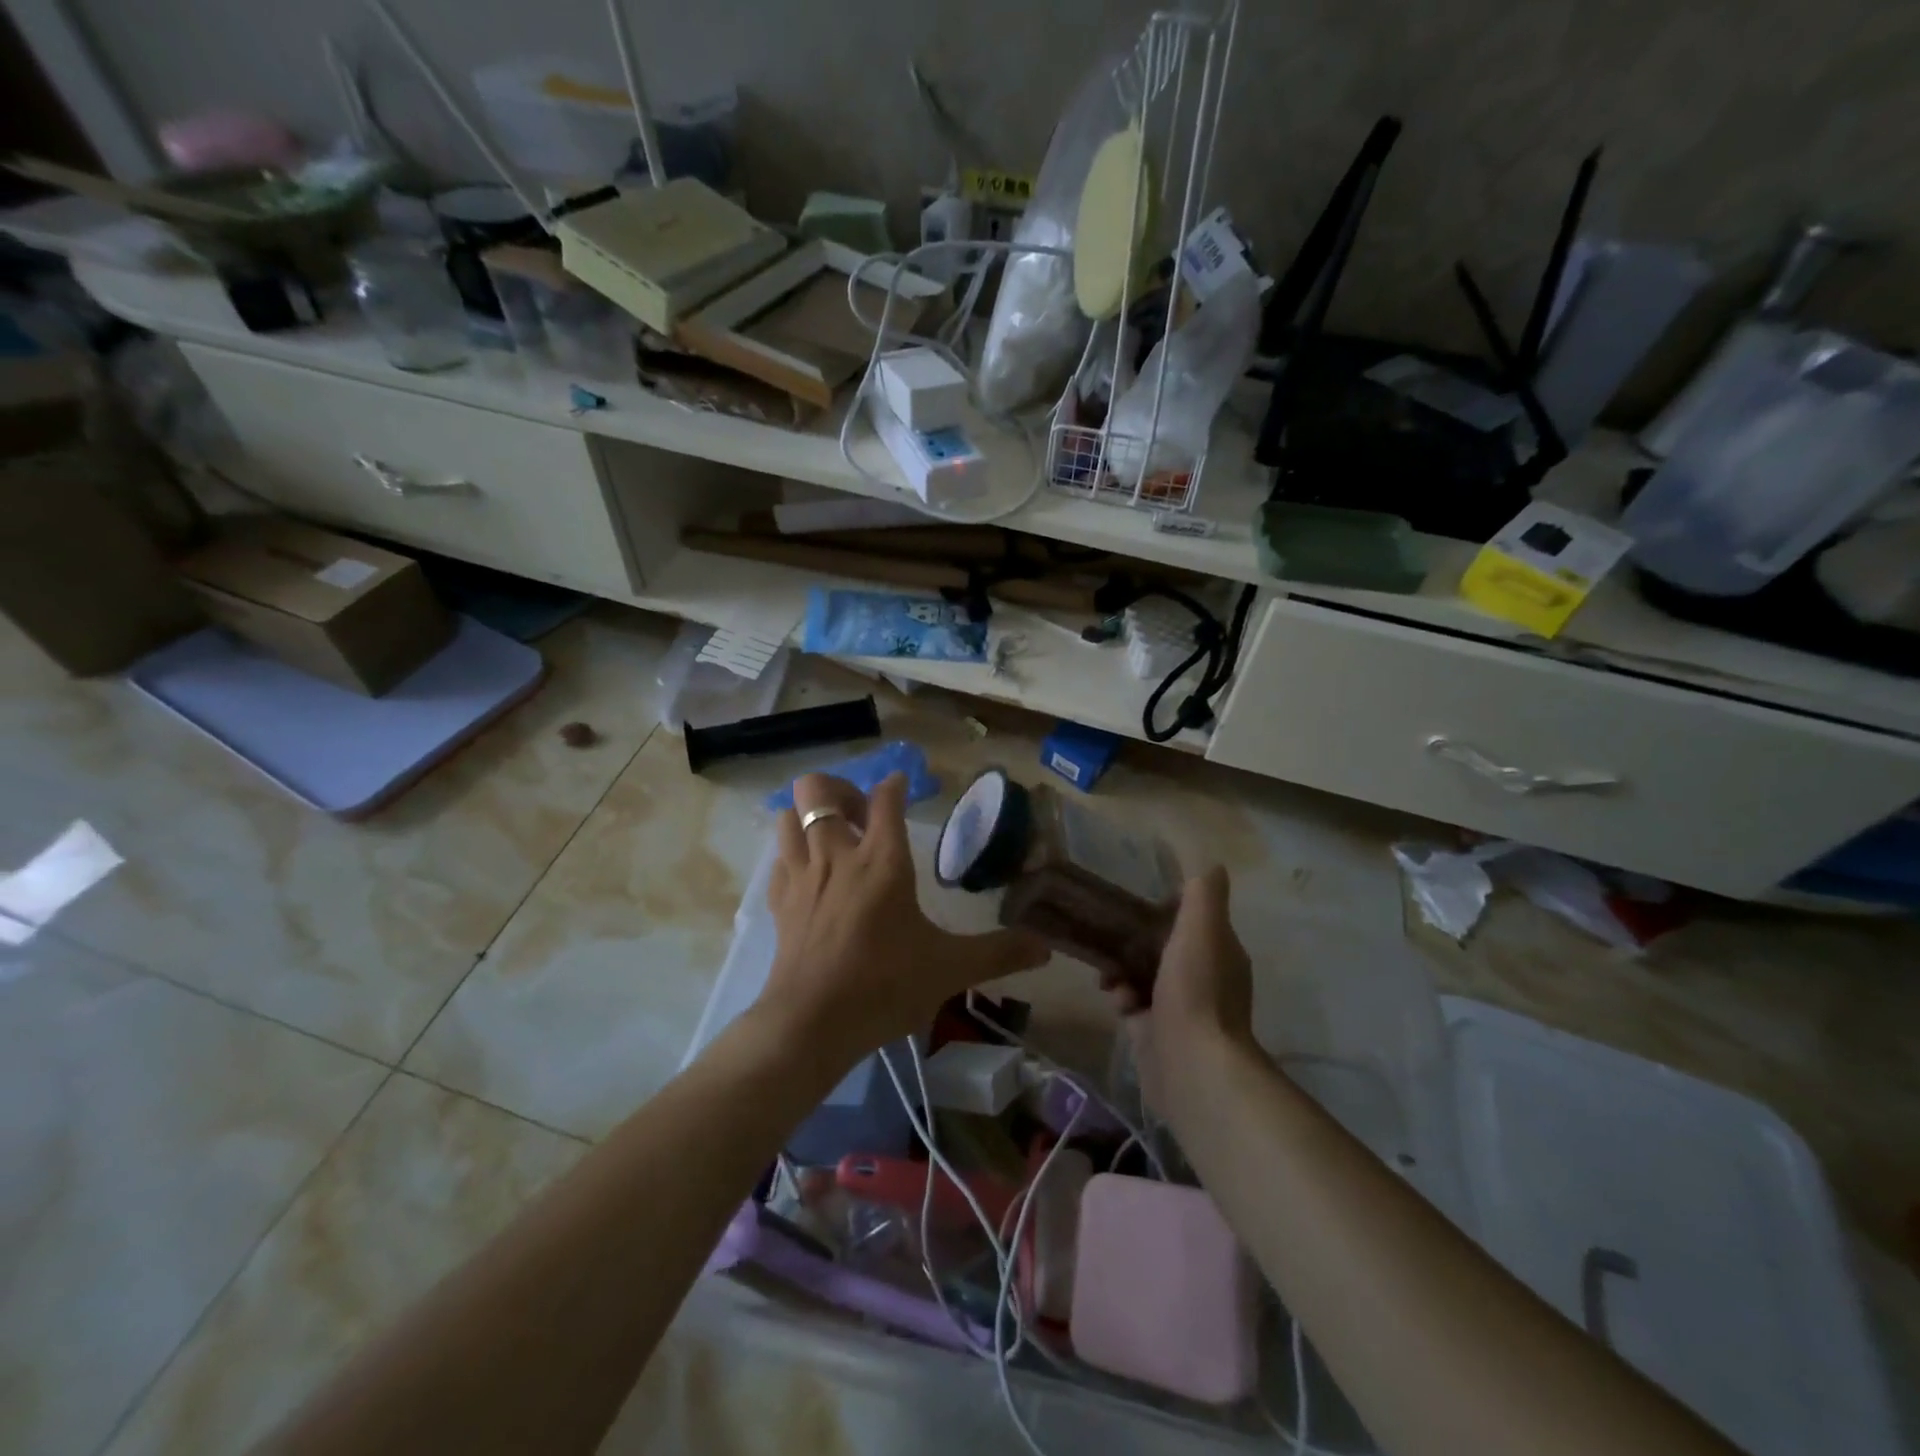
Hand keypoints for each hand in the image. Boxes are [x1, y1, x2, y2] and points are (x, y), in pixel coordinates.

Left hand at [760, 772, 1048, 1067]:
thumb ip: (999, 953)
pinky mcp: (778, 902)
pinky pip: (778, 859)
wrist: (812, 1024)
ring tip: (832, 836)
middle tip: (861, 816)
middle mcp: (837, 855)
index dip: (894, 784)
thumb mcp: (950, 969)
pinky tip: (809, 874)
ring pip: (788, 816)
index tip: (901, 784)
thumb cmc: (885, 986)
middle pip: (819, 790)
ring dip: (808, 816)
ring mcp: (802, 876)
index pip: (885, 799)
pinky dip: (791, 854)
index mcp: (882, 860)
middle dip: (839, 790)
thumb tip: (1046, 948)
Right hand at [1120, 865, 1255, 1116]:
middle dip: (1135, 942)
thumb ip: (1204, 895)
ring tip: (1109, 976)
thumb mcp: (1202, 929)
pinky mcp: (1156, 1035)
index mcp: (1221, 953)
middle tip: (1110, 936)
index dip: (1166, 910)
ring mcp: (1181, 1011)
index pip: (1193, 921)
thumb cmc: (1196, 990)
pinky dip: (1122, 999)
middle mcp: (1205, 980)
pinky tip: (1116, 1003)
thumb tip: (1211, 864)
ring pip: (1143, 977)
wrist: (1192, 1066)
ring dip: (1122, 971)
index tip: (1140, 905)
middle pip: (1164, 948)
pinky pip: (1132, 1006)